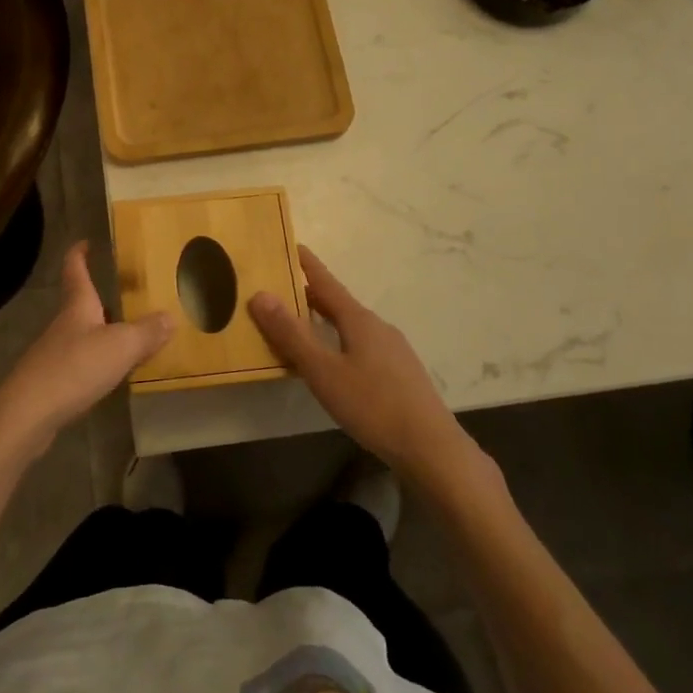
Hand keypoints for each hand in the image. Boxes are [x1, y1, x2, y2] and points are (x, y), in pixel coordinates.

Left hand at [0, 242, 170, 462]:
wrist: (27, 414)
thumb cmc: (74, 368)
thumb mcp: (120, 347)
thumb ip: (146, 332)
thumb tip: (170, 316)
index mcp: (78, 306)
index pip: (76, 270)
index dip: (80, 253)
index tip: (86, 241)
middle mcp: (64, 325)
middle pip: (81, 304)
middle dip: (100, 297)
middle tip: (127, 294)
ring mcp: (54, 353)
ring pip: (82, 334)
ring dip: (102, 331)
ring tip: (128, 334)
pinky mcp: (51, 382)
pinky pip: (80, 362)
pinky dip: (97, 361)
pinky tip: (111, 374)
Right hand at [249, 247, 473, 485]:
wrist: (432, 448)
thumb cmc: (373, 405)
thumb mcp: (323, 372)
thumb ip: (291, 335)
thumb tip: (260, 295)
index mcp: (358, 320)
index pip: (325, 282)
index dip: (306, 264)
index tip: (290, 244)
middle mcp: (377, 327)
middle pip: (338, 303)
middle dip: (309, 294)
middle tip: (280, 287)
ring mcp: (392, 350)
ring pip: (350, 325)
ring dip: (324, 319)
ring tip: (299, 324)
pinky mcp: (399, 373)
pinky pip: (361, 344)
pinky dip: (338, 340)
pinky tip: (333, 362)